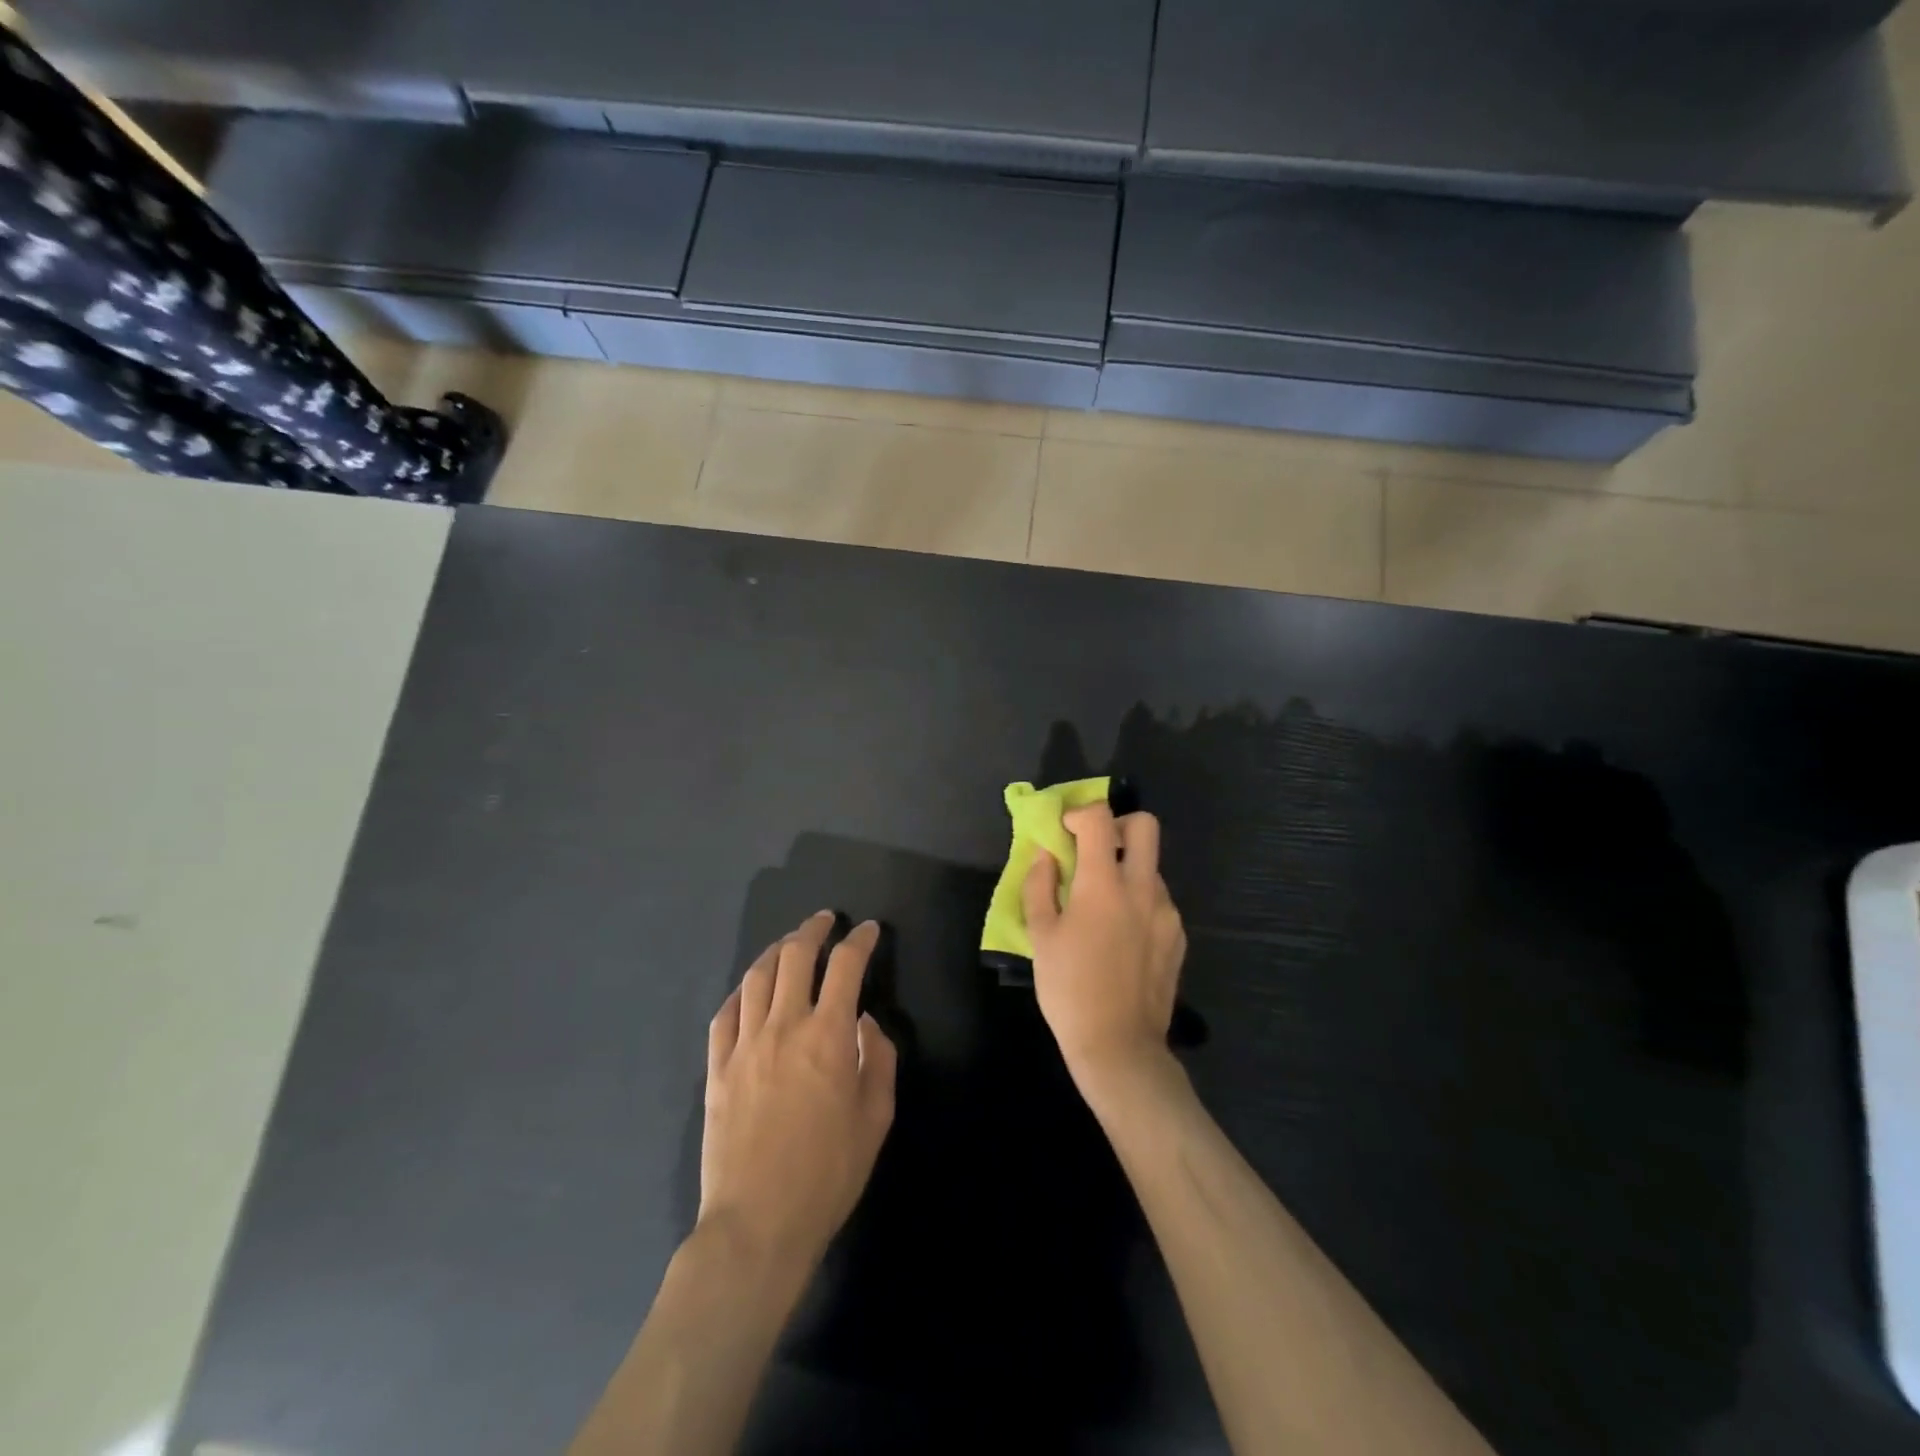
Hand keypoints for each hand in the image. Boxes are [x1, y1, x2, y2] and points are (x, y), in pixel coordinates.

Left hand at [699, 913, 897, 1274]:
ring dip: (777, 951)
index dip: (860, 940)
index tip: (868, 930)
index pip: (846, 966)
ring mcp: (744, 1044)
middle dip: (813, 930)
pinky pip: (726, 1013)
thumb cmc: (828, 1173)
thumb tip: (866, 1022)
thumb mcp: (876, 1117)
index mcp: (829, 1035)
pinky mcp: (717, 1067)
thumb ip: (879, 1058)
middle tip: (825, 920)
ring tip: (789, 944)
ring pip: (757, 977)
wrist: (758, 1224)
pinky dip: (742, 990)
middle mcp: (784, 1026)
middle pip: (795, 957)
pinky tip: (750, 988)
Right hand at [1023, 803, 1187, 1097]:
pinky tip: (1121, 935)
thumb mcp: (1041, 936)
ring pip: (1151, 866)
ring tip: (1102, 905)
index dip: (1079, 814)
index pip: (1100, 819)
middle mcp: (1142, 888)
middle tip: (1094, 850)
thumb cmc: (1069, 989)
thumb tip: (1046, 855)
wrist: (1119, 1046)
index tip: (1064, 831)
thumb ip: (1040, 886)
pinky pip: (1158, 900)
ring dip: (1126, 869)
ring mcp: (1166, 912)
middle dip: (1118, 825)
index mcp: (1104, 885)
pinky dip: (1138, 900)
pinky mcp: (1178, 935)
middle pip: (1145, 826)